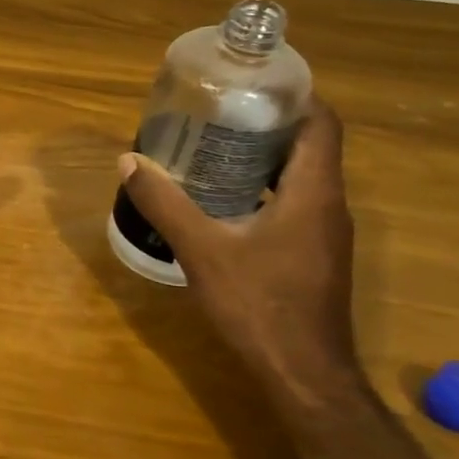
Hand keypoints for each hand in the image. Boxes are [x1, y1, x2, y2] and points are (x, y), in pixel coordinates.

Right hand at [118, 99, 359, 400]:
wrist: (302, 373)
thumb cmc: (259, 304)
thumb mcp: (202, 250)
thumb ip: (165, 203)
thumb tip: (129, 161)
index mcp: (314, 193)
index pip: (322, 124)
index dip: (294, 97)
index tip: (251, 86)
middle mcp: (329, 206)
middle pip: (308, 147)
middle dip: (265, 125)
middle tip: (215, 115)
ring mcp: (325, 234)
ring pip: (300, 178)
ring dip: (263, 160)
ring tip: (211, 151)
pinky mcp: (315, 256)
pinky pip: (293, 205)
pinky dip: (263, 191)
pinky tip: (222, 202)